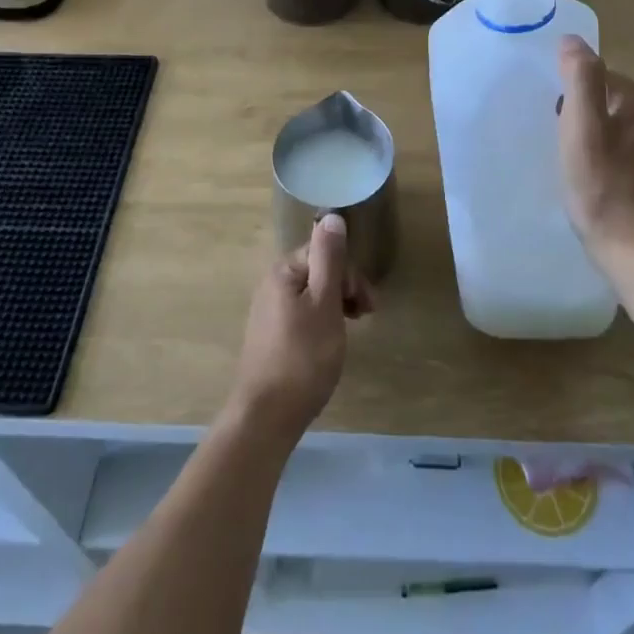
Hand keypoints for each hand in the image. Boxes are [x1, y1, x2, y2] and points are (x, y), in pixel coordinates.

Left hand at [228, 214, 372, 444]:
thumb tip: (332, 215)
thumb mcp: (325, 304)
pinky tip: (330, 343)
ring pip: (312, 293)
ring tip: (352, 330)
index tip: (367, 303)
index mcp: (283, 271)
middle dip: (346, 288)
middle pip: (318, 270)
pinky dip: (322, 321)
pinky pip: (303, 314)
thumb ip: (330, 258)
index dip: (349, 274)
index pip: (325, 251)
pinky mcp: (271, 335)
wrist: (266, 417)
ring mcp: (269, 311)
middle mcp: (272, 284)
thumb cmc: (303, 358)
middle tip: (366, 316)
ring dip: (338, 304)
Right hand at [557, 35, 633, 265]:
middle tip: (568, 153)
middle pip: (611, 104)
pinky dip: (612, 162)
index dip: (573, 102)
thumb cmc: (604, 189)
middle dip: (585, 122)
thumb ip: (580, 78)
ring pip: (620, 130)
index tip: (562, 131)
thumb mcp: (583, 128)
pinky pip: (631, 154)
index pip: (601, 80)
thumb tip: (572, 40)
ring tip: (581, 171)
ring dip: (597, 143)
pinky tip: (600, 185)